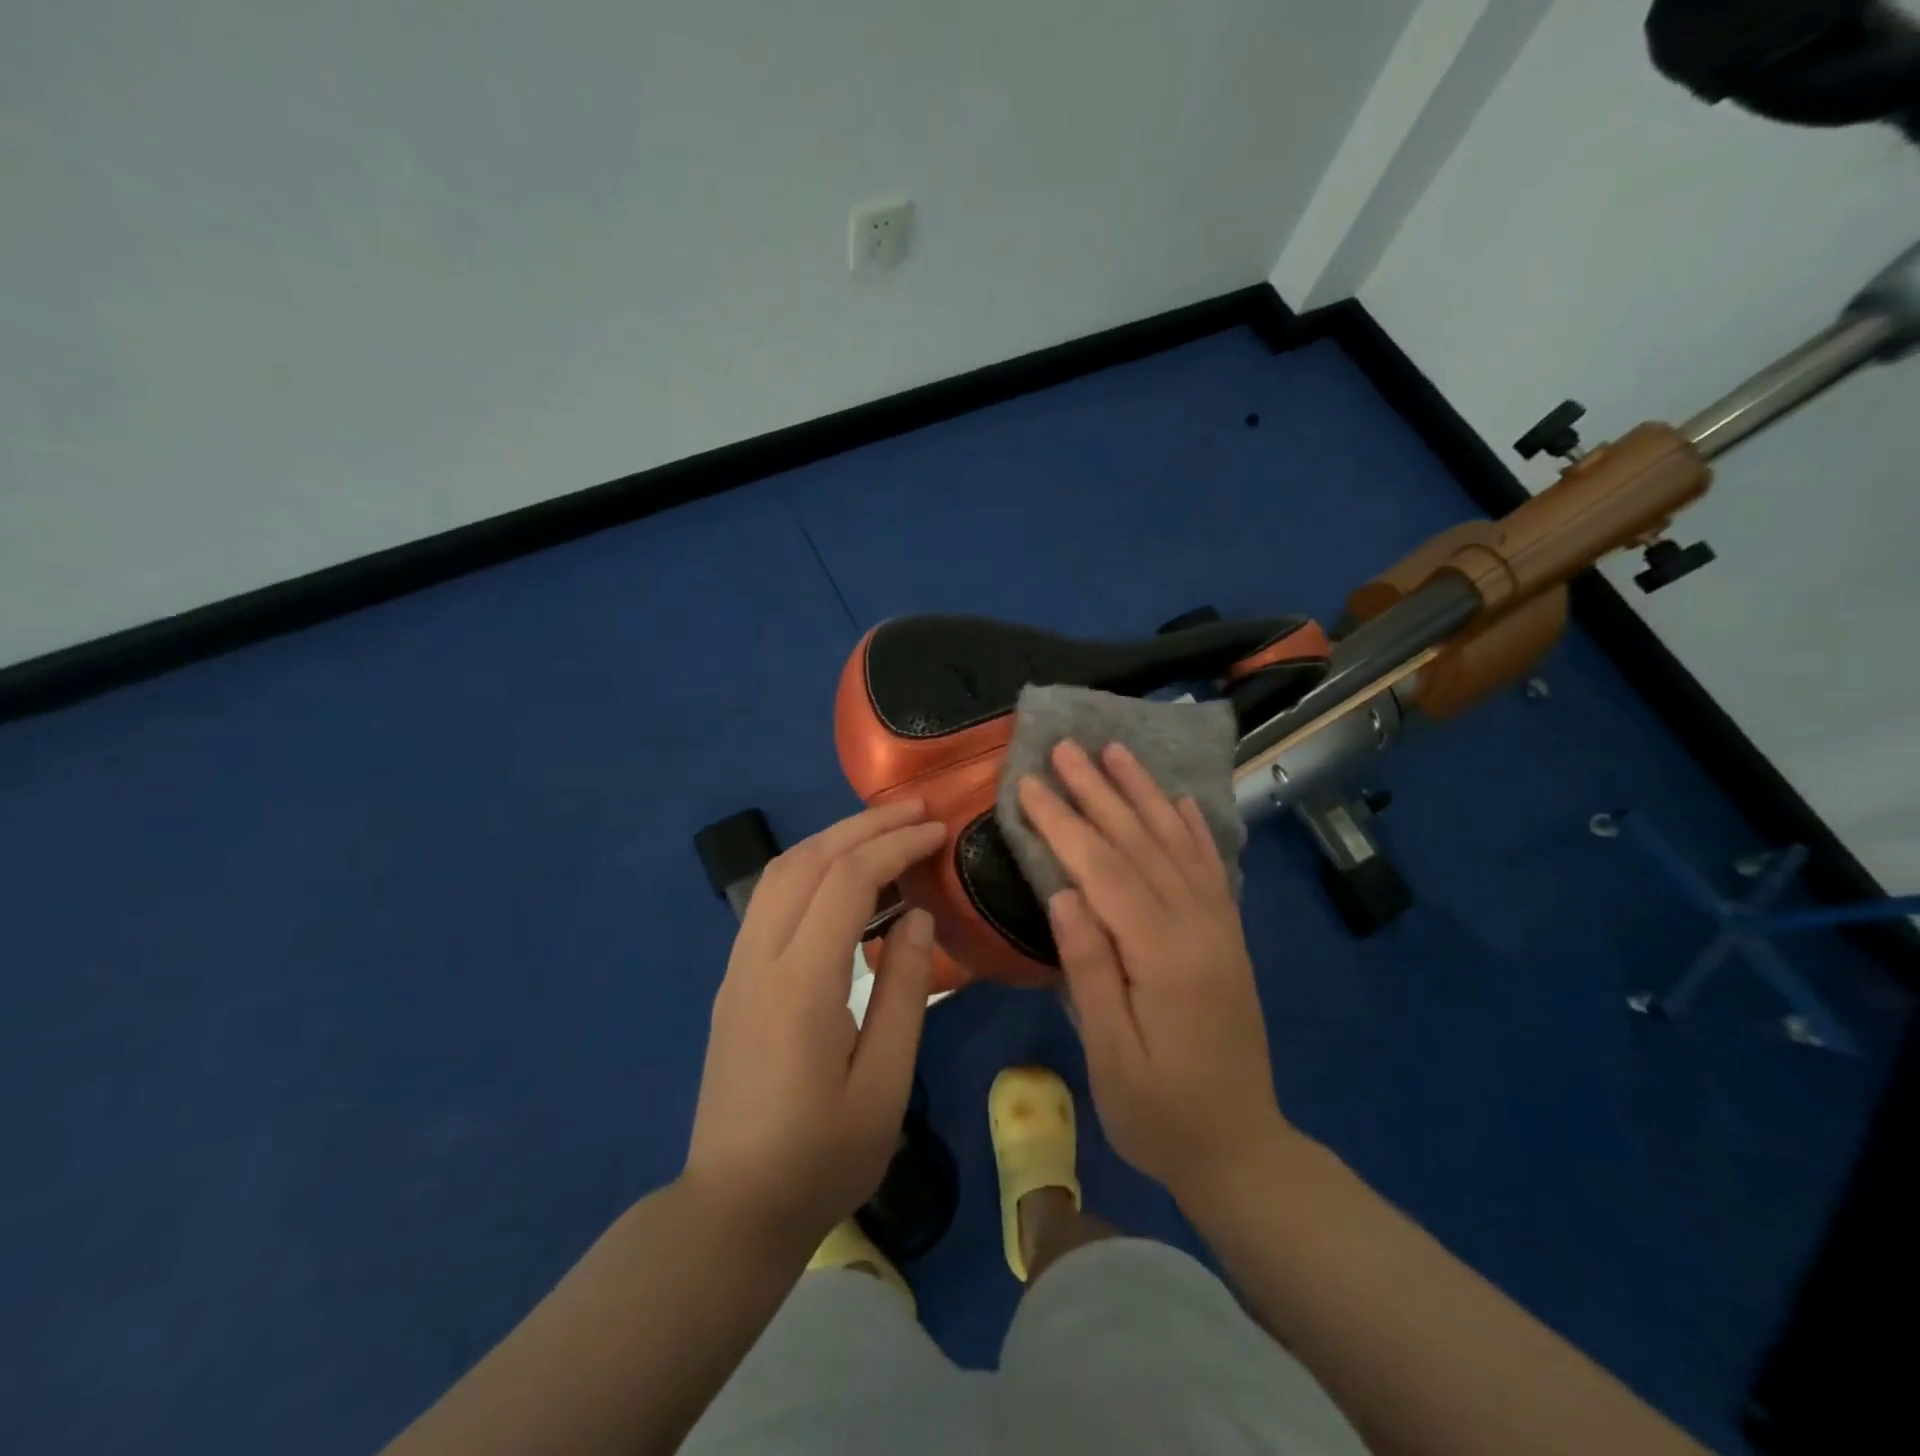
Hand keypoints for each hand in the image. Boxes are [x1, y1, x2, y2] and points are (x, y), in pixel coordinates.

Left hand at [682, 800, 945, 1252]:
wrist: (732, 1210)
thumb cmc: (822, 1157)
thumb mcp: (885, 1084)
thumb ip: (905, 992)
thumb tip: (918, 918)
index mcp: (801, 984)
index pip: (848, 882)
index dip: (895, 847)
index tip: (937, 831)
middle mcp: (760, 960)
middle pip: (807, 862)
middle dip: (863, 827)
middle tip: (916, 810)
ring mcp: (738, 967)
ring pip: (780, 873)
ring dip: (832, 839)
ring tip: (883, 830)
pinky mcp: (734, 980)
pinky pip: (769, 899)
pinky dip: (810, 867)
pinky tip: (841, 875)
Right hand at [1018, 742, 1288, 1206]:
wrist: (1242, 1150)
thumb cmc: (1160, 1114)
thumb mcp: (1111, 1056)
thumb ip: (1090, 970)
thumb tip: (1064, 894)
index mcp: (1164, 956)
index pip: (1105, 871)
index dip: (1065, 824)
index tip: (1031, 784)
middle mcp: (1198, 928)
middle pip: (1141, 844)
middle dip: (1099, 791)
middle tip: (1066, 747)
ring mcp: (1220, 929)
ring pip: (1177, 845)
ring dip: (1144, 794)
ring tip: (1118, 751)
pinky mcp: (1228, 937)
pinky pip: (1211, 869)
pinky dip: (1194, 829)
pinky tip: (1179, 800)